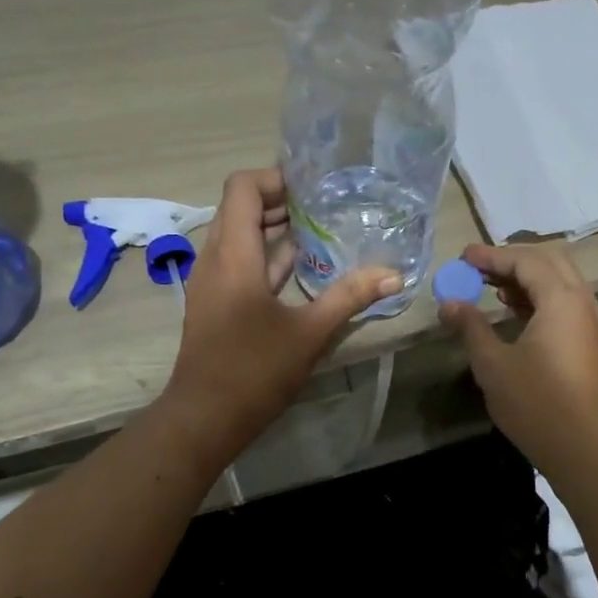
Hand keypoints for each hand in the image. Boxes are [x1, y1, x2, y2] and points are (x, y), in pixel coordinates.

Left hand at [165, 168, 399, 456]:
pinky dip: (266, 255)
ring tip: (320, 231)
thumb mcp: (310, 332)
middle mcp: (215, 258)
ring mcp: (211, 281)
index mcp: (234, 254)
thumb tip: (393, 275)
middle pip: (240, 208)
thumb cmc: (254, 370)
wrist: (204, 417)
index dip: (275, 179)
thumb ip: (350, 297)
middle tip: (325, 207)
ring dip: (274, 229)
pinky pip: (238, 261)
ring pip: (239, 236)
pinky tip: (302, 269)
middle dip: (281, 202)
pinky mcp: (214, 302)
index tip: (312, 189)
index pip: (242, 187)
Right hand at [439, 243, 597, 478]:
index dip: (492, 256)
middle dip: (512, 259)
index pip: (526, 261)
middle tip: (478, 268)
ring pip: (560, 281)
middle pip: (550, 261)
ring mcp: (592, 323)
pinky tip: (515, 310)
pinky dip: (540, 296)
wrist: (580, 449)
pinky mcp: (590, 342)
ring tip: (491, 286)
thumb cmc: (534, 403)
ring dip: (527, 277)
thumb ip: (470, 326)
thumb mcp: (492, 363)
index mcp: (562, 301)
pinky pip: (566, 302)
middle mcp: (583, 303)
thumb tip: (449, 302)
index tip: (463, 257)